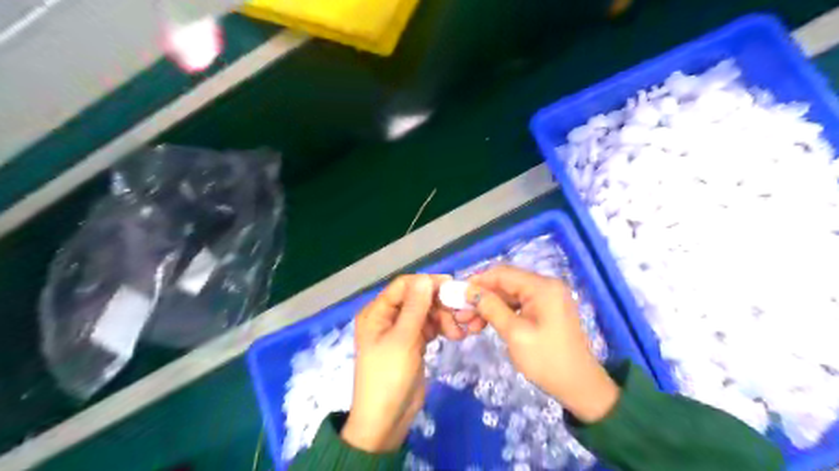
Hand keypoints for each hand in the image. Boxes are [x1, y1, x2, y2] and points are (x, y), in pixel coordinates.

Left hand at [343, 276, 455, 451]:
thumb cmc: (388, 377)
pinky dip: (441, 328)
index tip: (451, 287)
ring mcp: (401, 330)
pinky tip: (454, 336)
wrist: (386, 421)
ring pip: (426, 312)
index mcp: (377, 312)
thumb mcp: (402, 340)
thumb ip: (415, 307)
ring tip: (456, 333)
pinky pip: (429, 327)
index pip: (403, 286)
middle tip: (458, 316)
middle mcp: (388, 317)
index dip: (426, 283)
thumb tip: (425, 278)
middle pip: (417, 298)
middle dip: (438, 304)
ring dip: (443, 318)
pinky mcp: (413, 343)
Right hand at [462, 265, 617, 422]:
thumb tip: (468, 291)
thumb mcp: (515, 333)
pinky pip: (517, 305)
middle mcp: (545, 286)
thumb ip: (491, 308)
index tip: (456, 294)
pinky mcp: (545, 310)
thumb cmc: (547, 360)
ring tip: (469, 325)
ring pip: (509, 295)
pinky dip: (501, 313)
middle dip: (481, 297)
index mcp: (542, 287)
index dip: (478, 281)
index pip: (502, 273)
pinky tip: (485, 325)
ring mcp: (546, 298)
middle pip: (505, 283)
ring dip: (488, 307)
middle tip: (460, 314)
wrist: (580, 387)